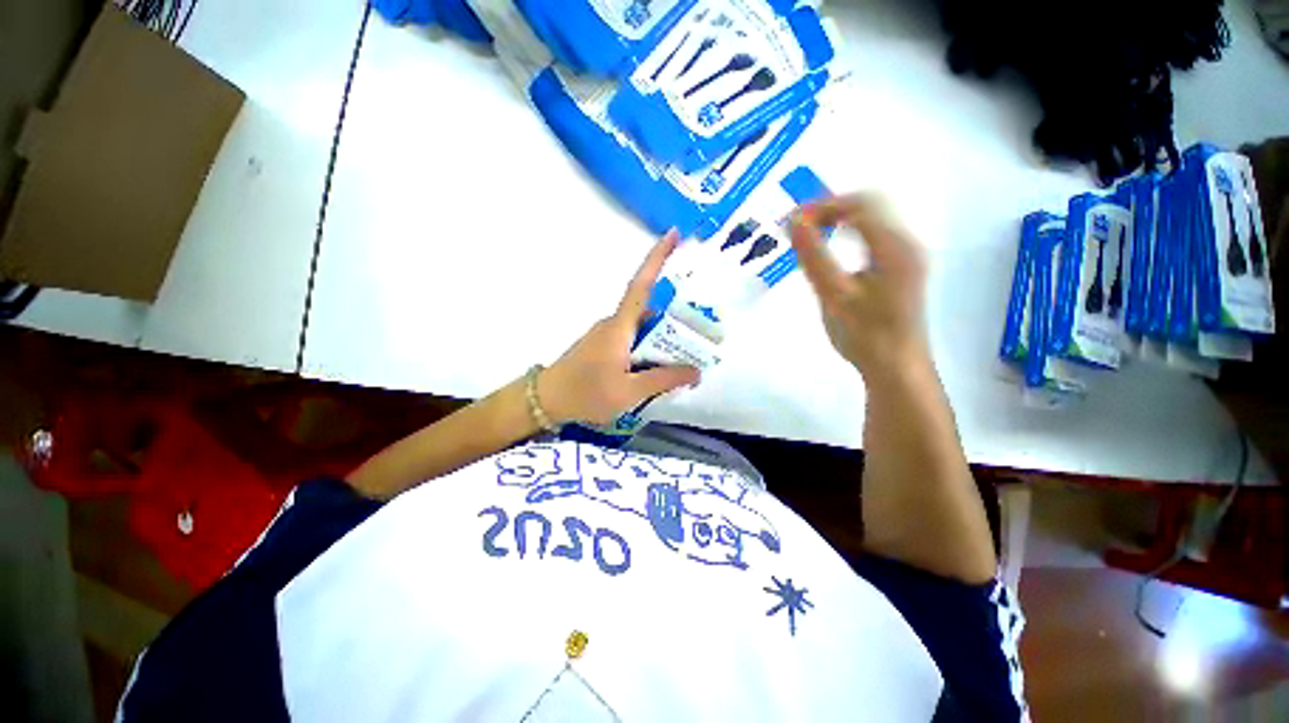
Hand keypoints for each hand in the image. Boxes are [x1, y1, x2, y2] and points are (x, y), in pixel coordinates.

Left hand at [539, 231, 701, 425]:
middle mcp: (615, 324)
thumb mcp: (629, 391)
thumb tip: (695, 371)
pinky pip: (633, 341)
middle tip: (703, 332)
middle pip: (650, 312)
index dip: (657, 258)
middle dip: (676, 319)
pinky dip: (650, 350)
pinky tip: (661, 370)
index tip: (673, 234)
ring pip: (643, 330)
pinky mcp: (604, 347)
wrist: (546, 401)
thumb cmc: (586, 393)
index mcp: (620, 326)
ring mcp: (608, 335)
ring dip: (663, 340)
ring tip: (688, 358)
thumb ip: (663, 380)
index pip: (641, 285)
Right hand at [788, 193, 929, 380]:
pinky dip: (849, 233)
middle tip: (799, 227)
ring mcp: (906, 255)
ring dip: (839, 220)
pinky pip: (874, 235)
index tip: (792, 221)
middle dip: (831, 208)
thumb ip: (814, 257)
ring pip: (873, 219)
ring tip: (810, 236)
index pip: (861, 203)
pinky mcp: (900, 268)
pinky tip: (833, 251)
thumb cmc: (864, 335)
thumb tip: (794, 222)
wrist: (895, 367)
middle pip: (870, 204)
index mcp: (893, 246)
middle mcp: (905, 243)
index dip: (823, 205)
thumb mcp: (834, 296)